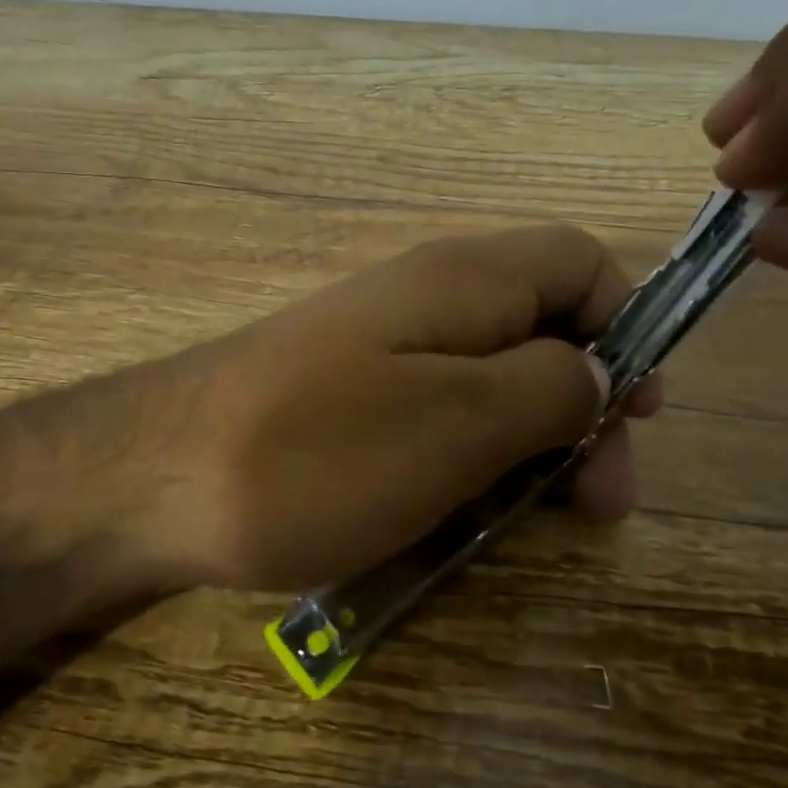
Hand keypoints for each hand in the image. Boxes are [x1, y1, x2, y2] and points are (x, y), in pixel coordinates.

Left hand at [84, 224, 660, 594]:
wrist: (148, 481)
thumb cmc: (316, 452)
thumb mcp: (459, 422)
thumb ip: (550, 387)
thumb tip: (601, 370)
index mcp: (464, 281)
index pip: (580, 261)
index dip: (627, 325)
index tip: (639, 412)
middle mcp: (425, 302)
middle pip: (540, 333)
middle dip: (583, 411)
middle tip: (596, 503)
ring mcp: (378, 355)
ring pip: (487, 388)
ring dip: (524, 450)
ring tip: (529, 525)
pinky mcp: (343, 405)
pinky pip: (430, 424)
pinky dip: (460, 468)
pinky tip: (454, 524)